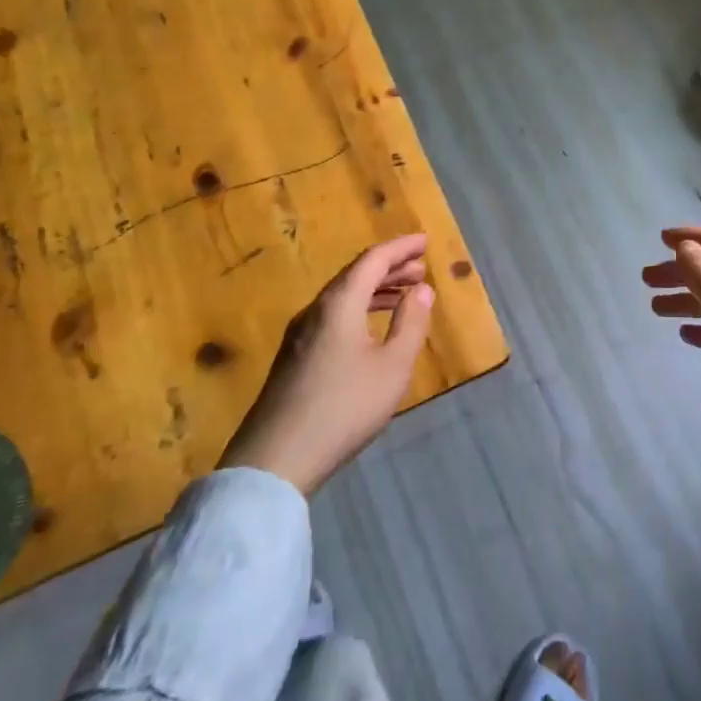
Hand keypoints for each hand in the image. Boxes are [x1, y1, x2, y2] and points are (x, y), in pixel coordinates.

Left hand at [218, 234, 435, 494]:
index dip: (401, 248)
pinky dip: (359, 309)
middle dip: (390, 268)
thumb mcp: (392, 367)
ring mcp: (299, 335)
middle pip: (355, 275)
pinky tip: (371, 329)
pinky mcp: (293, 358)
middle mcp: (316, 310)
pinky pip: (332, 316)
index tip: (425, 241)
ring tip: (404, 296)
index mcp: (339, 303)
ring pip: (342, 297)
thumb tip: (422, 289)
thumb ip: (411, 324)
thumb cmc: (344, 407)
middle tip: (420, 268)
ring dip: (375, 290)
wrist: (275, 459)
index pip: (373, 260)